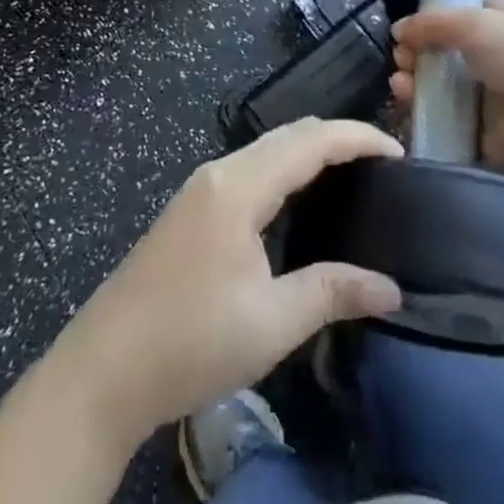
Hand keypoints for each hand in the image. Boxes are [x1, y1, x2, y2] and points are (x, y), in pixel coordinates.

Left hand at [46, 118, 403, 441]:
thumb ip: (331, 293)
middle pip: (288, 134)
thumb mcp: (271, 323)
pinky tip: (298, 198)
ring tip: (350, 174)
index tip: (399, 151)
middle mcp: (220, 172)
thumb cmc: (191, 341)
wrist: (104, 369)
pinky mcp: (192, 207)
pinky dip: (284, 167)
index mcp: (240, 186)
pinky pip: (250, 167)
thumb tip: (390, 289)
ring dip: (309, 151)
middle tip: (381, 163)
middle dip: (336, 137)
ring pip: (266, 148)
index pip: (310, 141)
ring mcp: (201, 187)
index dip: (357, 138)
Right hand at [390, 0, 503, 185]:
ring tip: (400, 84)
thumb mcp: (476, 23)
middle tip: (400, 59)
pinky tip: (407, 107)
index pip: (465, 13)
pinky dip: (425, 115)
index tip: (408, 27)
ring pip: (444, 87)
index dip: (435, 17)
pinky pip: (448, 122)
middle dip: (418, 52)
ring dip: (416, 82)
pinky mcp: (487, 135)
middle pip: (448, 52)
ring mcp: (494, 99)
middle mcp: (500, 58)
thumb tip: (398, 30)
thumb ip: (432, 23)